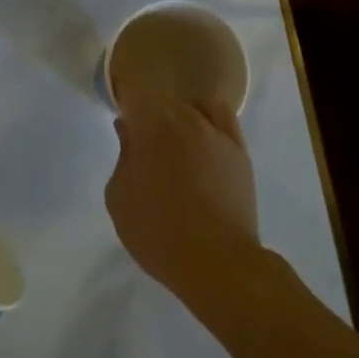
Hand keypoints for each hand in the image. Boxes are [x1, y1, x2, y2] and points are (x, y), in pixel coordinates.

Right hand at [105, 96, 260, 291]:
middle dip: (150, 116)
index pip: (135, 95)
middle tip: (143, 145)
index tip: (122, 126)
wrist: (216, 261)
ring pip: (192, 108)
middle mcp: (185, 119)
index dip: (126, 106)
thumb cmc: (157, 231)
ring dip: (178, 119)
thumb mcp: (119, 197)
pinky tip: (202, 137)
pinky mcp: (239, 150)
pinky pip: (222, 117)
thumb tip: (127, 129)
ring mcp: (217, 132)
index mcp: (151, 127)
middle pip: (163, 101)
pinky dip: (209, 119)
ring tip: (173, 144)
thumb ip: (123, 155)